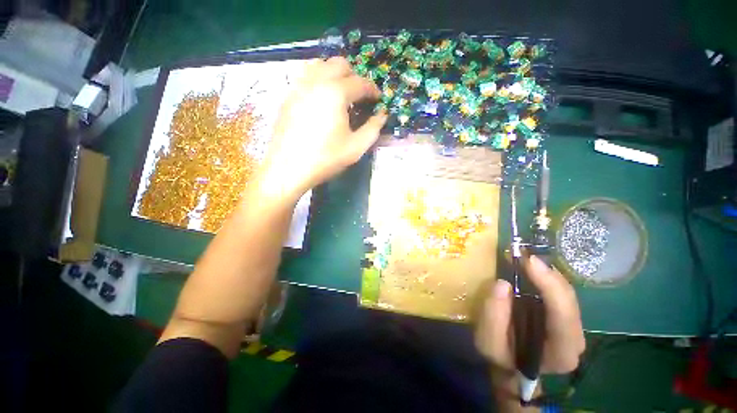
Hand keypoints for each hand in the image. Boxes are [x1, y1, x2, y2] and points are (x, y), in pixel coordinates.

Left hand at [258, 57, 387, 198]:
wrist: (288, 169)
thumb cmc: (326, 159)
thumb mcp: (356, 147)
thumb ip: (373, 128)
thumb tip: (382, 115)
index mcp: (336, 93)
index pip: (360, 82)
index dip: (373, 90)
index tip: (378, 100)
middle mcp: (316, 81)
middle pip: (340, 64)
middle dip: (354, 77)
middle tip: (359, 97)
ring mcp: (299, 86)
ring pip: (320, 65)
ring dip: (335, 75)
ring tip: (341, 96)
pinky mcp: (288, 96)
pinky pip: (306, 77)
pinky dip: (319, 81)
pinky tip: (322, 101)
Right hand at [475, 255, 584, 375]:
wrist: (511, 364)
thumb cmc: (500, 355)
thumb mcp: (488, 342)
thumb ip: (494, 316)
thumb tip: (503, 284)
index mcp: (561, 352)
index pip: (563, 316)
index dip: (550, 286)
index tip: (529, 261)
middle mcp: (575, 340)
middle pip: (569, 300)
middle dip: (548, 274)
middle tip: (524, 254)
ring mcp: (573, 327)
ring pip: (567, 293)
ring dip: (547, 273)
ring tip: (525, 257)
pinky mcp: (564, 316)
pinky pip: (560, 292)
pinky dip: (546, 277)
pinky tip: (531, 267)